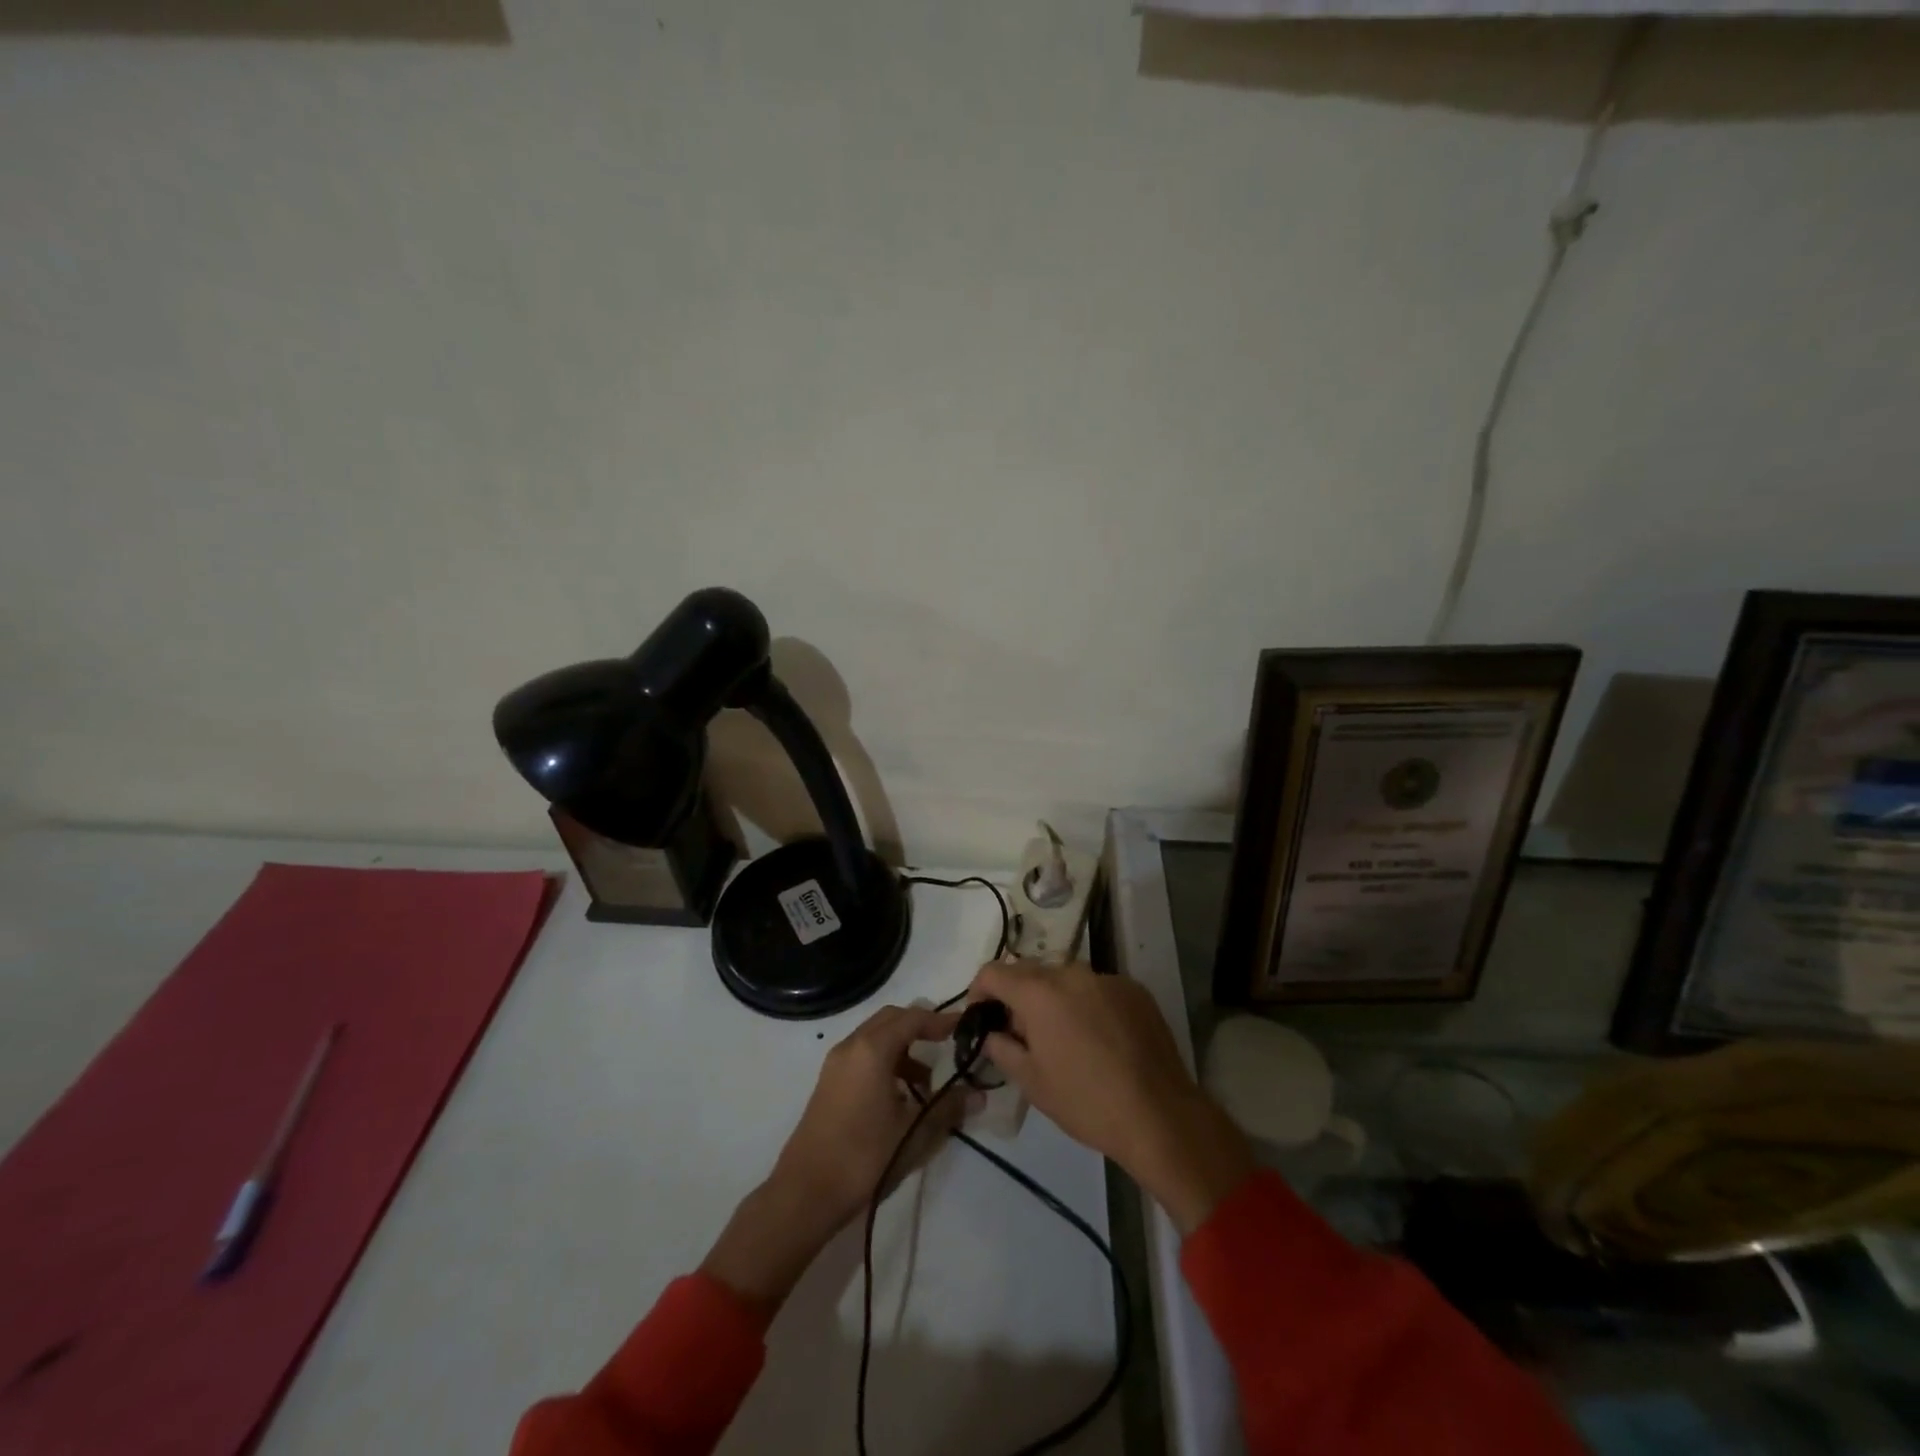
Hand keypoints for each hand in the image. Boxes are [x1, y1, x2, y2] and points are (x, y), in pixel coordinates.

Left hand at [771, 1003, 963, 1228]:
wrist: (805, 1193)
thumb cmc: (864, 1156)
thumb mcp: (914, 1132)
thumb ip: (948, 1108)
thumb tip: (979, 1095)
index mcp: (872, 1049)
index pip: (912, 1018)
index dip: (940, 1020)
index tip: (964, 1028)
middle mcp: (851, 1046)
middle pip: (891, 1020)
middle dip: (920, 1028)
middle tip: (946, 1045)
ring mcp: (835, 1064)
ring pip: (875, 1038)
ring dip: (903, 1049)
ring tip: (925, 1085)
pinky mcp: (828, 1083)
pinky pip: (863, 1056)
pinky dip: (885, 1062)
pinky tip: (898, 1098)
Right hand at [970, 962, 1252, 1234]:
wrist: (1160, 1115)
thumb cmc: (1087, 1102)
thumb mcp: (1032, 1082)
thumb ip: (1002, 1049)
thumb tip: (992, 1033)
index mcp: (1039, 992)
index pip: (994, 972)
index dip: (979, 990)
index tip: (982, 1015)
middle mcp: (1071, 973)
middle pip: (1030, 971)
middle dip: (1017, 995)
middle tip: (1020, 1032)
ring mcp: (1106, 978)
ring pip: (1066, 978)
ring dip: (1054, 998)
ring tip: (1063, 1036)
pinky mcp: (1135, 989)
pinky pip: (1097, 988)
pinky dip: (1087, 1003)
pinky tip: (1099, 1038)